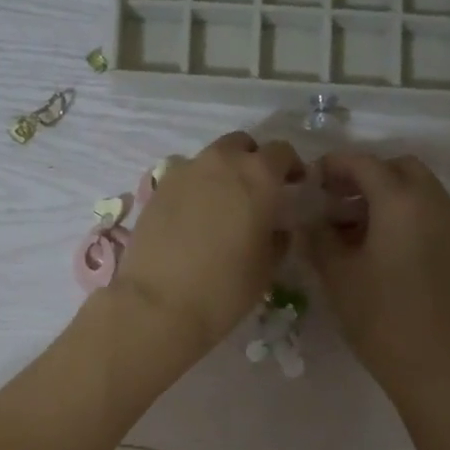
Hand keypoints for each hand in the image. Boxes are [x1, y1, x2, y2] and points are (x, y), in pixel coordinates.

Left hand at [111, 131, 302, 358]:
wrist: (158, 303)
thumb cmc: (225, 288)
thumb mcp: (267, 266)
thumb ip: (278, 236)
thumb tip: (275, 226)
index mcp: (258, 174)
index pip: (282, 152)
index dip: (290, 167)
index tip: (293, 185)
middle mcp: (221, 162)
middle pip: (241, 145)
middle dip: (252, 161)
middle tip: (256, 191)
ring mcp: (183, 171)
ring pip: (210, 158)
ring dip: (221, 172)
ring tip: (222, 204)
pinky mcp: (156, 189)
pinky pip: (183, 177)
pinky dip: (194, 188)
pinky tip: (193, 216)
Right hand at [303, 152, 449, 408]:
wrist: (433, 363)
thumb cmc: (378, 316)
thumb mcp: (336, 274)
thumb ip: (318, 236)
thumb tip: (309, 218)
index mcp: (401, 201)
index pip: (364, 164)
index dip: (334, 165)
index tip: (311, 180)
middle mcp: (434, 202)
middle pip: (398, 168)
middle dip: (365, 176)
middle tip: (334, 201)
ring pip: (418, 189)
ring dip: (386, 194)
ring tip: (353, 227)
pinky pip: (430, 212)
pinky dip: (404, 213)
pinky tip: (380, 246)